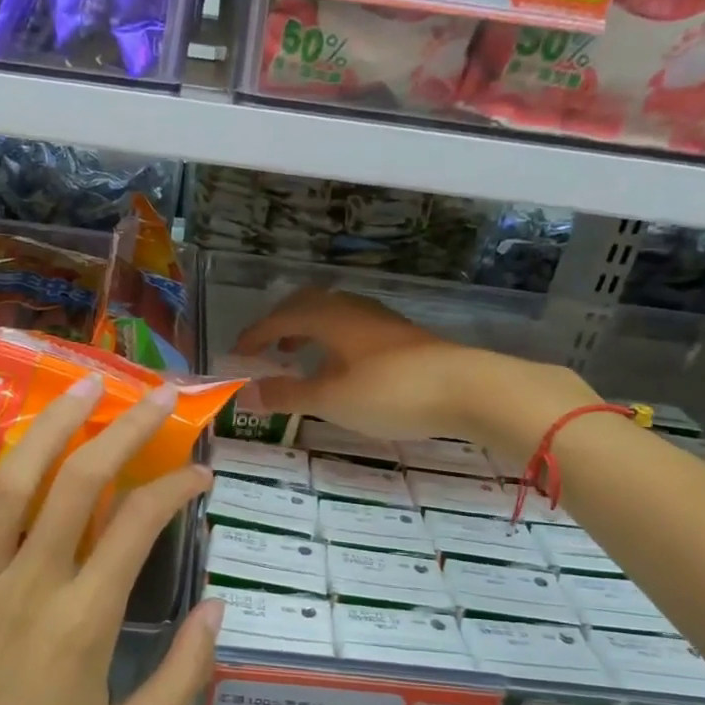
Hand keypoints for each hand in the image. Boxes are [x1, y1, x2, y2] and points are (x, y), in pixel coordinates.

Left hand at [0, 376, 221, 704]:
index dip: (176, 488)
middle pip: (81, 482)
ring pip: (12, 482)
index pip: (140, 525)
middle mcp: (26, 587)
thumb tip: (217, 608)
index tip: (200, 476)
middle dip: (126, 429)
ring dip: (51, 426)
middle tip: (156, 395)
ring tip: (81, 384)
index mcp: (83, 625)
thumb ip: (180, 677)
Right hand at [233, 288, 596, 458]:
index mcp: (329, 317)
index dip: (254, 334)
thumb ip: (286, 395)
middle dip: (281, 324)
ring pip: (333, 314)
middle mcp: (352, 309)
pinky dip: (332, 340)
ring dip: (308, 331)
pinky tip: (341, 367)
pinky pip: (352, 327)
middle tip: (266, 348)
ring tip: (298, 356)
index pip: (279, 318)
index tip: (236, 352)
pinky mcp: (402, 337)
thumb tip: (243, 394)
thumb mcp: (331, 400)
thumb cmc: (390, 392)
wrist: (468, 388)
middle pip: (307, 304)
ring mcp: (380, 321)